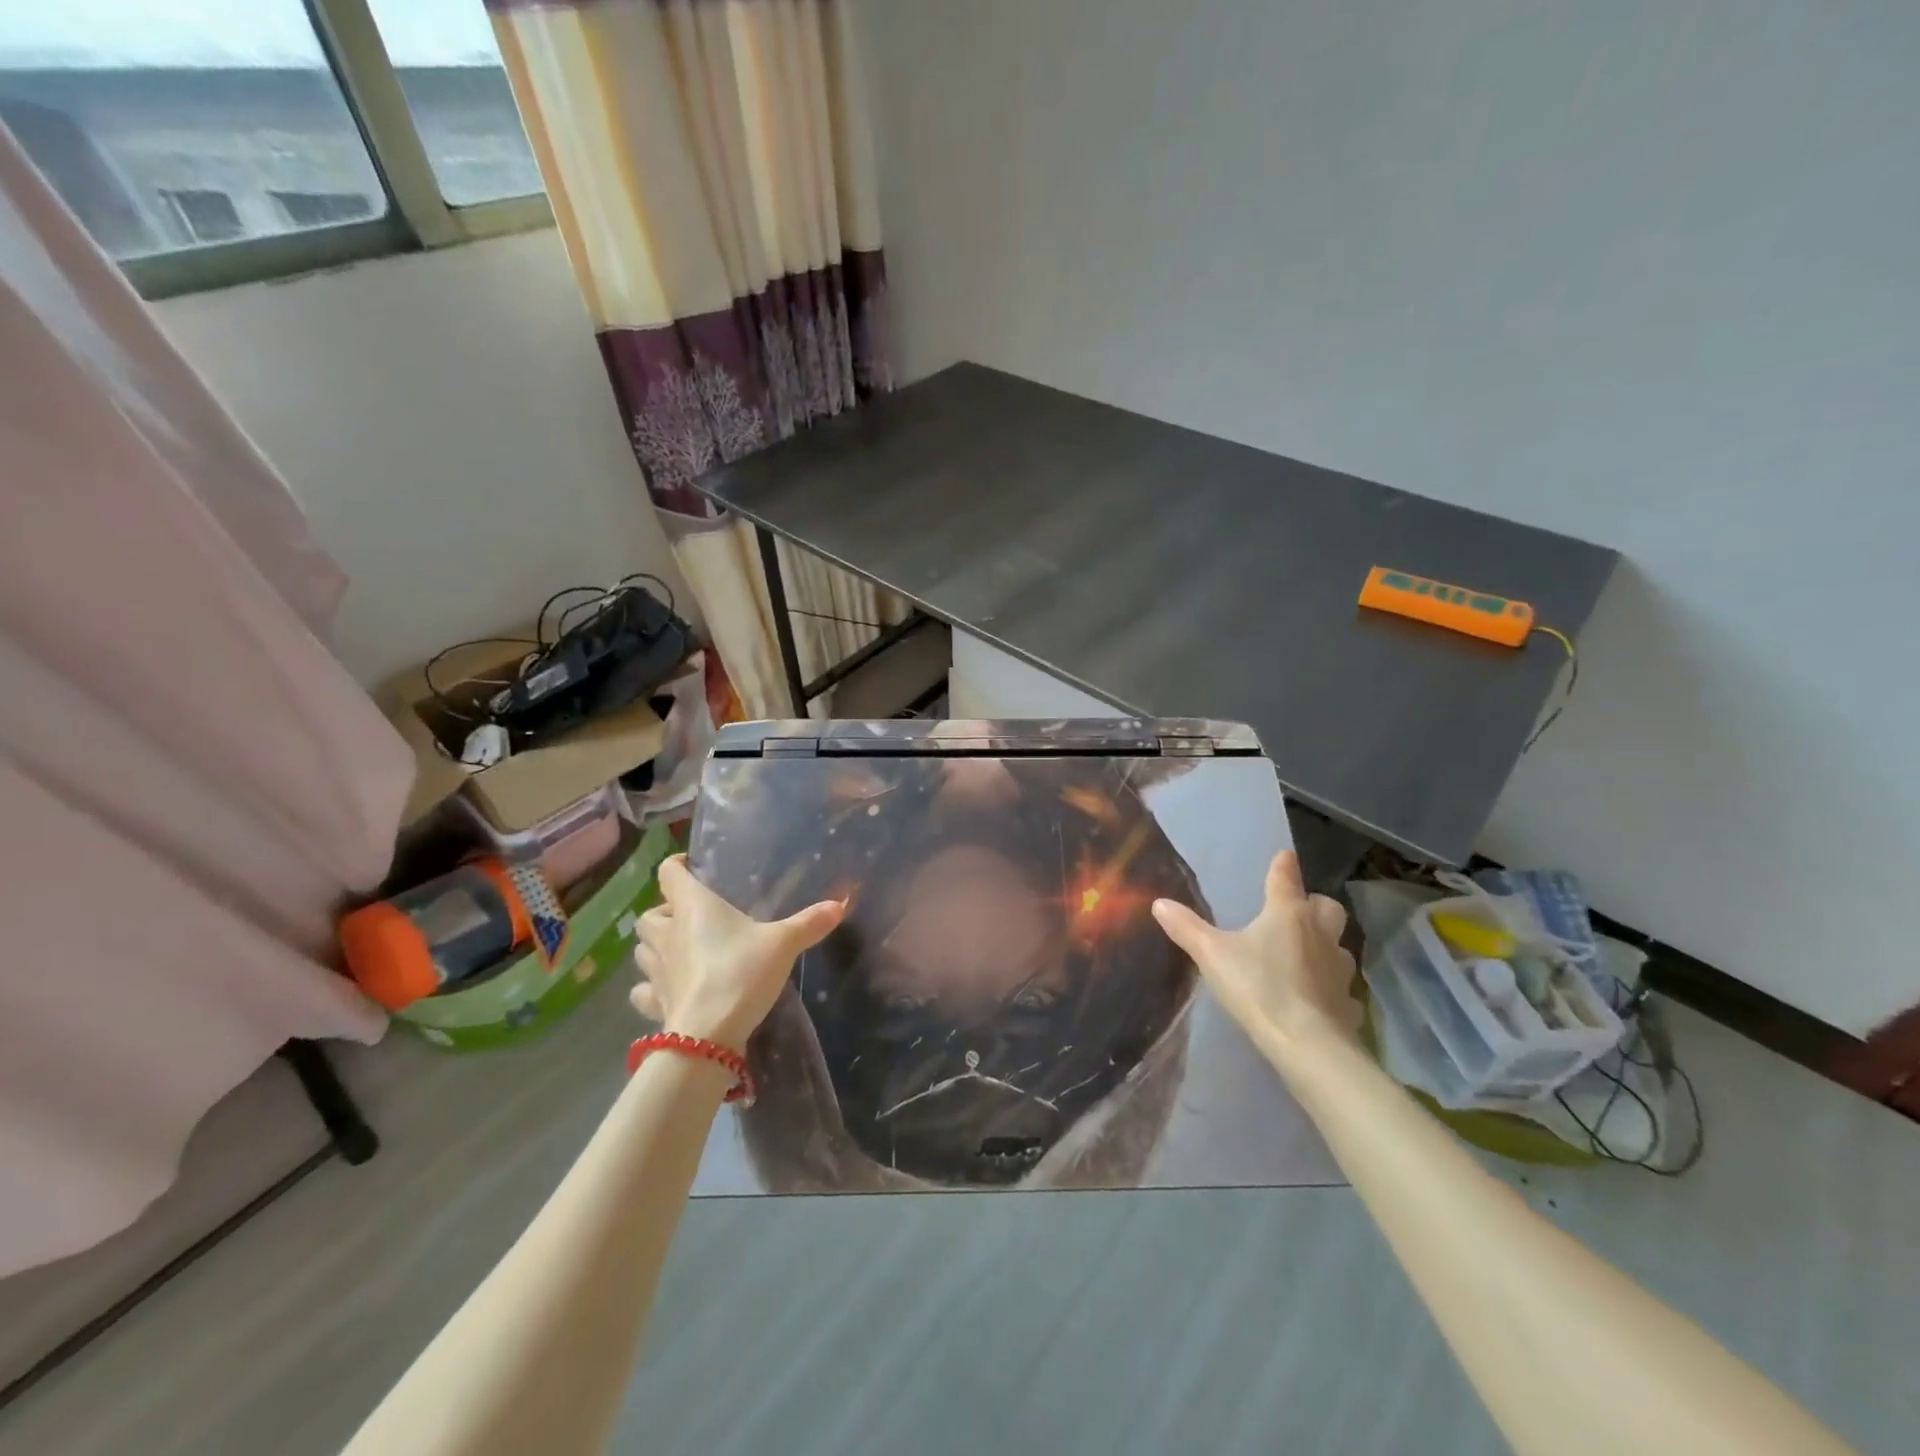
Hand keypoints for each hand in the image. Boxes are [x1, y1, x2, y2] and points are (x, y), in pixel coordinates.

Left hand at [630, 855, 844, 1052]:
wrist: (709, 1035)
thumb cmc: (741, 972)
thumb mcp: (783, 943)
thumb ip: (809, 922)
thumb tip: (840, 903)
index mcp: (693, 907)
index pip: (670, 873)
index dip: (677, 865)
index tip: (691, 866)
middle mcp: (667, 933)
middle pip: (650, 914)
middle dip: (665, 912)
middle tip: (690, 917)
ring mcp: (656, 971)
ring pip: (642, 949)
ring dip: (656, 946)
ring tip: (680, 950)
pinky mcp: (655, 1004)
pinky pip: (643, 990)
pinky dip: (651, 987)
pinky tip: (669, 989)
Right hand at [1151, 850, 1361, 1057]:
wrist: (1307, 1043)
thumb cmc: (1259, 987)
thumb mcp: (1212, 954)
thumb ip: (1186, 928)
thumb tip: (1159, 903)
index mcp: (1287, 914)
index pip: (1286, 879)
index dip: (1283, 866)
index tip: (1284, 855)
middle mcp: (1319, 933)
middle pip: (1327, 907)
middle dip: (1314, 904)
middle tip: (1297, 911)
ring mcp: (1338, 968)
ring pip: (1337, 945)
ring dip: (1323, 944)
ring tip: (1302, 955)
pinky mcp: (1346, 1001)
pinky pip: (1339, 984)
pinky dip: (1327, 984)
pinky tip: (1312, 995)